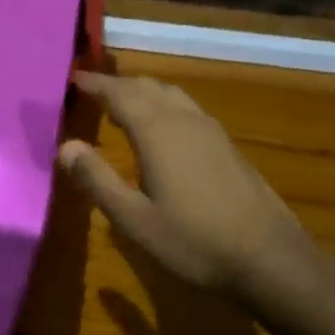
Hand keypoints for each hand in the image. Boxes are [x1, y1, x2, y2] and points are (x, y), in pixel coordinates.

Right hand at [58, 72, 309, 296]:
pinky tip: (164, 128)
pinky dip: (164, 105)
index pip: (119, 94)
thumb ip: (97, 180)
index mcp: (158, 131)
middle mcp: (184, 119)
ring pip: (171, 94)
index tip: (73, 78)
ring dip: (144, 91)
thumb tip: (65, 146)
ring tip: (123, 103)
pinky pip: (187, 108)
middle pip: (147, 87)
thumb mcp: (135, 219)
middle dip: (118, 85)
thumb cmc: (194, 241)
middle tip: (93, 90)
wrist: (268, 256)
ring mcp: (211, 130)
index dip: (95, 84)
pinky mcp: (227, 145)